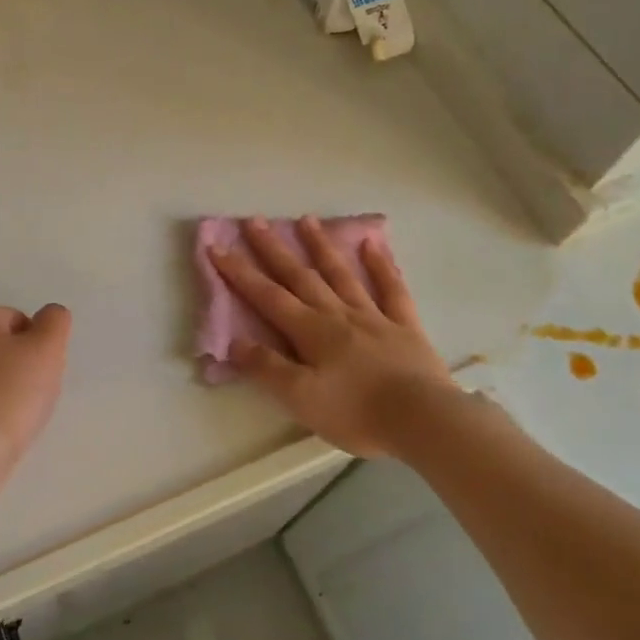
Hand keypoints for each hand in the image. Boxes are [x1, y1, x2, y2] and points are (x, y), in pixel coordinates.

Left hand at [0, 303, 72, 477]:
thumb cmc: (10, 393)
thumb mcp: (47, 348)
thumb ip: (54, 321)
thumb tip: (50, 314)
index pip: (19, 320)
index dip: (37, 346)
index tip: (40, 372)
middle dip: (18, 365)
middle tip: (31, 392)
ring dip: (2, 387)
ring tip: (13, 413)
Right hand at [209, 218, 454, 457]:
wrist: (423, 419)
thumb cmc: (356, 413)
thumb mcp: (301, 398)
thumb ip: (267, 368)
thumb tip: (234, 341)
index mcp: (311, 331)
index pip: (267, 296)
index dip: (239, 272)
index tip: (217, 246)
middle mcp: (337, 314)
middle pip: (300, 276)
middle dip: (273, 249)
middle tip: (254, 220)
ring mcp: (373, 316)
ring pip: (341, 274)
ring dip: (321, 247)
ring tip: (306, 219)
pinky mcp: (404, 326)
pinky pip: (391, 289)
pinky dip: (381, 265)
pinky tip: (372, 244)